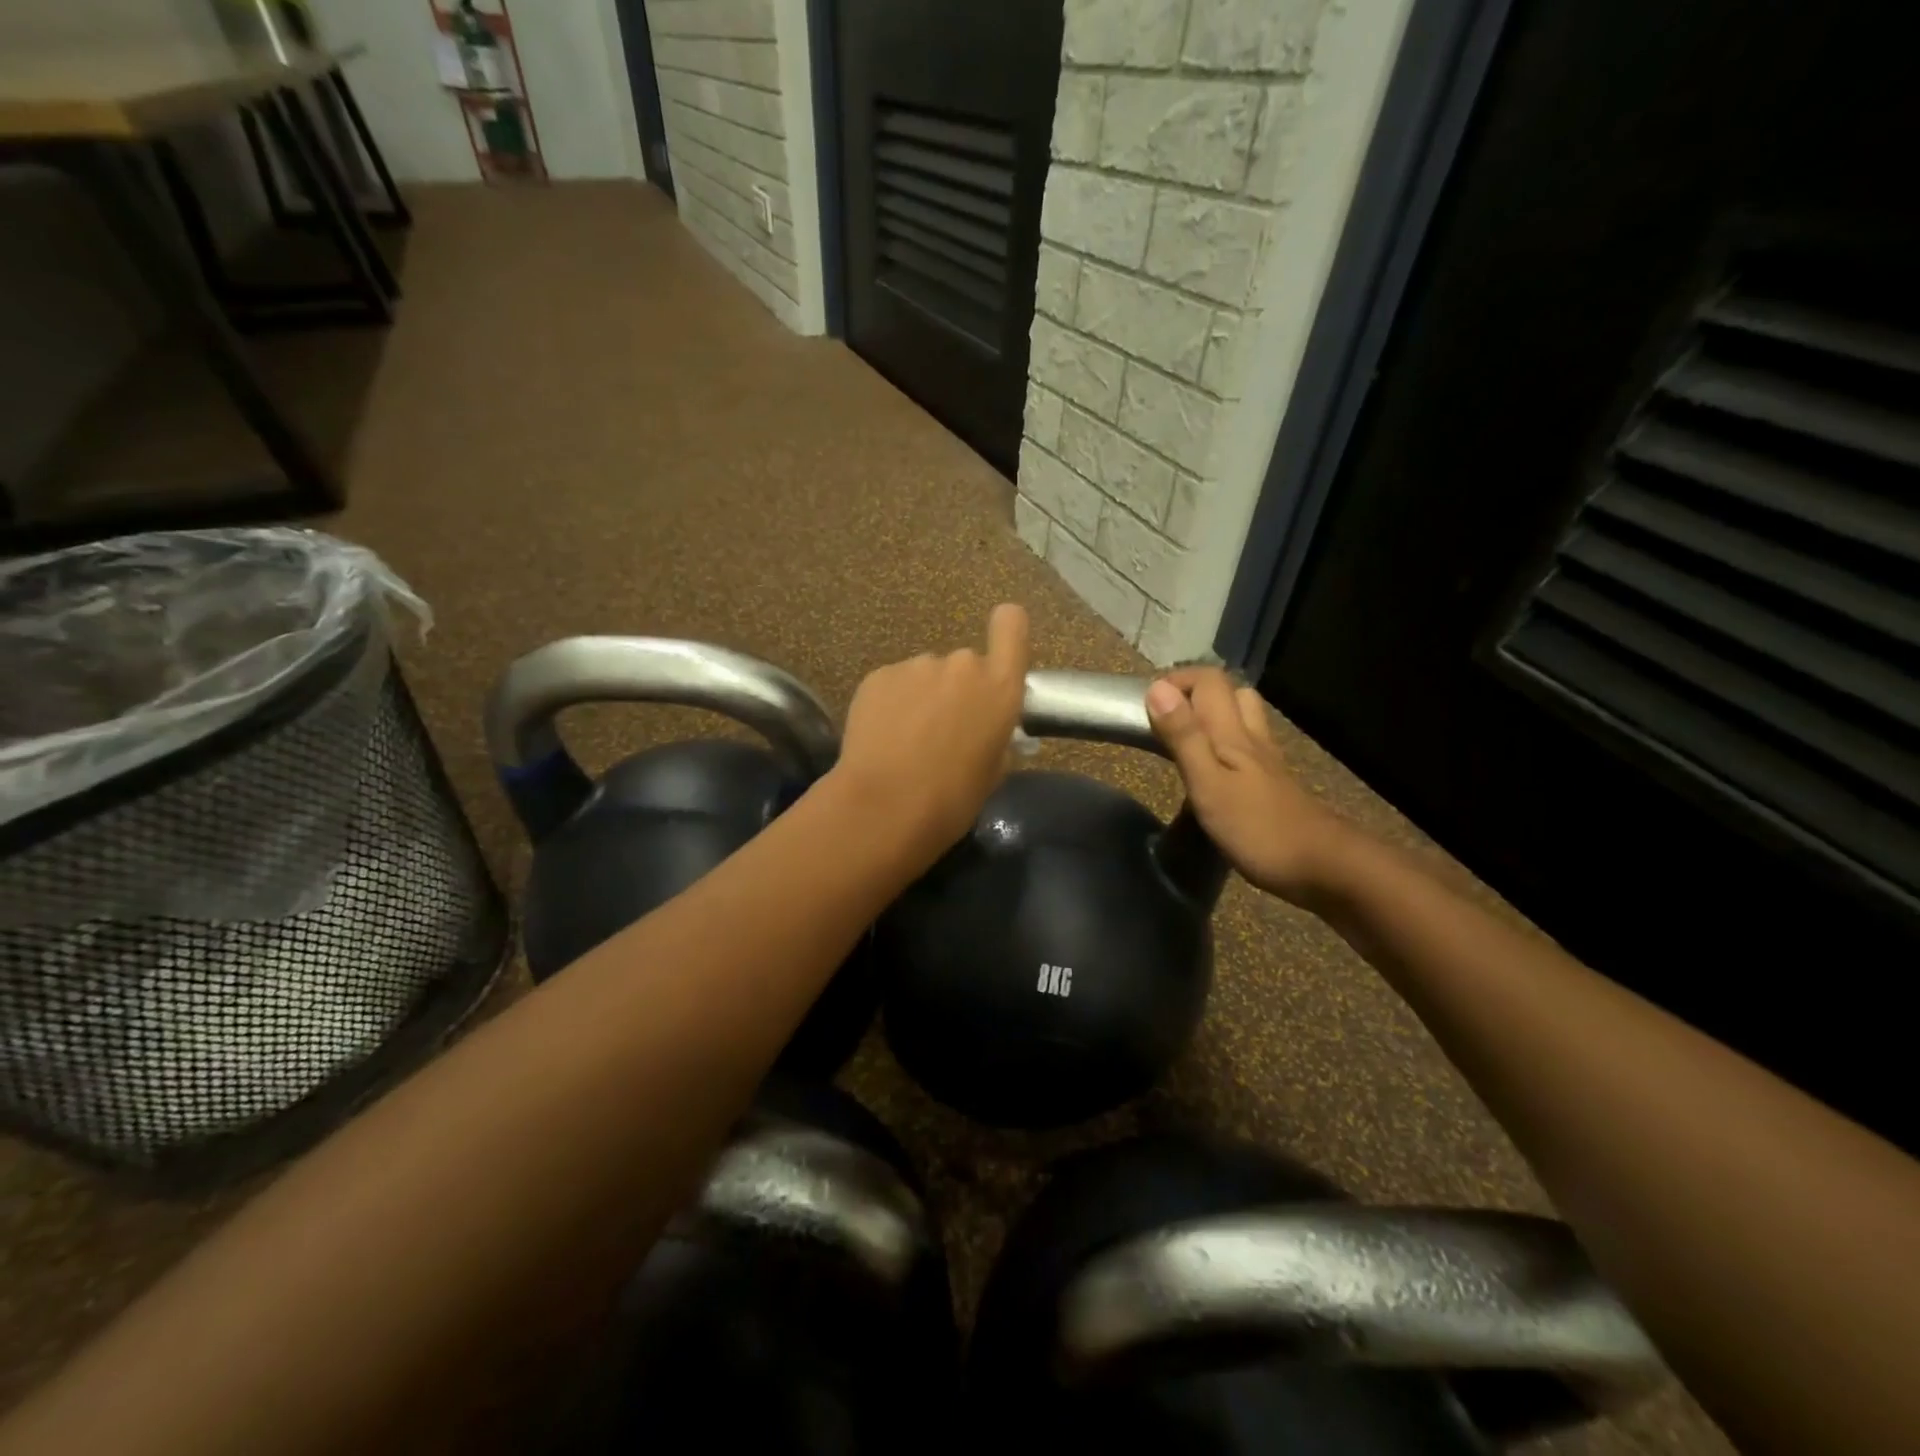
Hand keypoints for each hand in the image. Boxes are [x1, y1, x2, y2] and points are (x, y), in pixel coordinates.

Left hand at [832, 604, 1030, 863]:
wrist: (884, 807)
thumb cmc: (952, 799)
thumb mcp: (993, 771)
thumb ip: (996, 735)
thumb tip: (985, 729)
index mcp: (999, 687)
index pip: (1012, 625)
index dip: (1006, 630)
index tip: (998, 654)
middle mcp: (962, 665)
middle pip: (965, 664)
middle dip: (957, 689)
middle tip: (942, 730)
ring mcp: (916, 666)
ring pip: (926, 675)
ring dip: (922, 697)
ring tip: (906, 738)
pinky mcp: (878, 676)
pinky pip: (894, 684)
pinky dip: (891, 703)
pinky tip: (883, 737)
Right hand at [1146, 667, 1355, 905]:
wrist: (1324, 867)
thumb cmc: (1258, 829)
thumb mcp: (1208, 784)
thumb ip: (1184, 737)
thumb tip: (1158, 689)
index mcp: (1233, 734)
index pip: (1209, 681)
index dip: (1177, 680)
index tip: (1146, 703)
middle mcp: (1253, 739)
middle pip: (1232, 693)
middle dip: (1197, 693)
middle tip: (1166, 717)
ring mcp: (1268, 762)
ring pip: (1244, 719)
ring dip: (1215, 716)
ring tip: (1187, 737)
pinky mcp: (1274, 785)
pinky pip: (1248, 748)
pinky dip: (1226, 744)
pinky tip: (1213, 769)